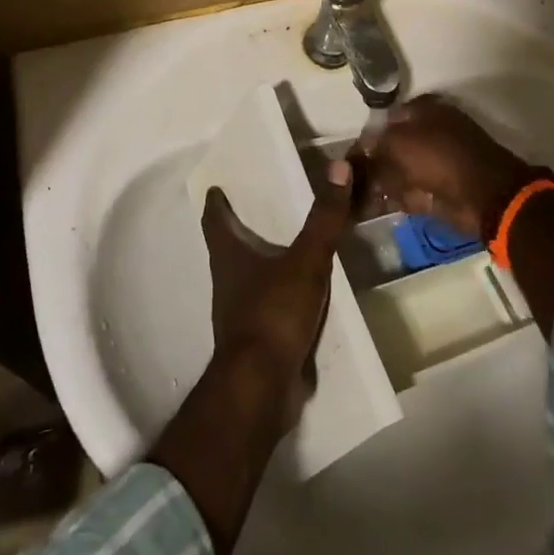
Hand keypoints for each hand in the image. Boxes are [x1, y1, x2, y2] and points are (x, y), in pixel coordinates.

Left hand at [200, 158, 353, 433]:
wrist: (262, 388)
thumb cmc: (273, 313)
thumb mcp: (306, 260)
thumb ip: (324, 218)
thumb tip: (339, 166)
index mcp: (229, 257)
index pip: (214, 222)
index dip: (215, 204)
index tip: (216, 188)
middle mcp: (228, 282)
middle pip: (227, 249)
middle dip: (239, 231)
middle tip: (258, 210)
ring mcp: (240, 314)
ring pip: (247, 279)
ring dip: (261, 264)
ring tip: (285, 248)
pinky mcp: (258, 341)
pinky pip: (269, 308)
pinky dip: (280, 296)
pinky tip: (301, 295)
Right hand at [359, 94, 539, 241]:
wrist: (485, 196)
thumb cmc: (439, 158)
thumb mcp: (398, 144)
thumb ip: (374, 148)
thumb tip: (358, 155)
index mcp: (423, 109)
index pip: (386, 120)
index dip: (368, 139)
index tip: (352, 159)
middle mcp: (431, 129)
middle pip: (393, 145)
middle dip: (375, 163)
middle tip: (355, 180)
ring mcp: (439, 159)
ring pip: (402, 169)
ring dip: (384, 183)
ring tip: (364, 196)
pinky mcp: (444, 186)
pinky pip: (414, 190)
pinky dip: (400, 198)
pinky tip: (382, 206)